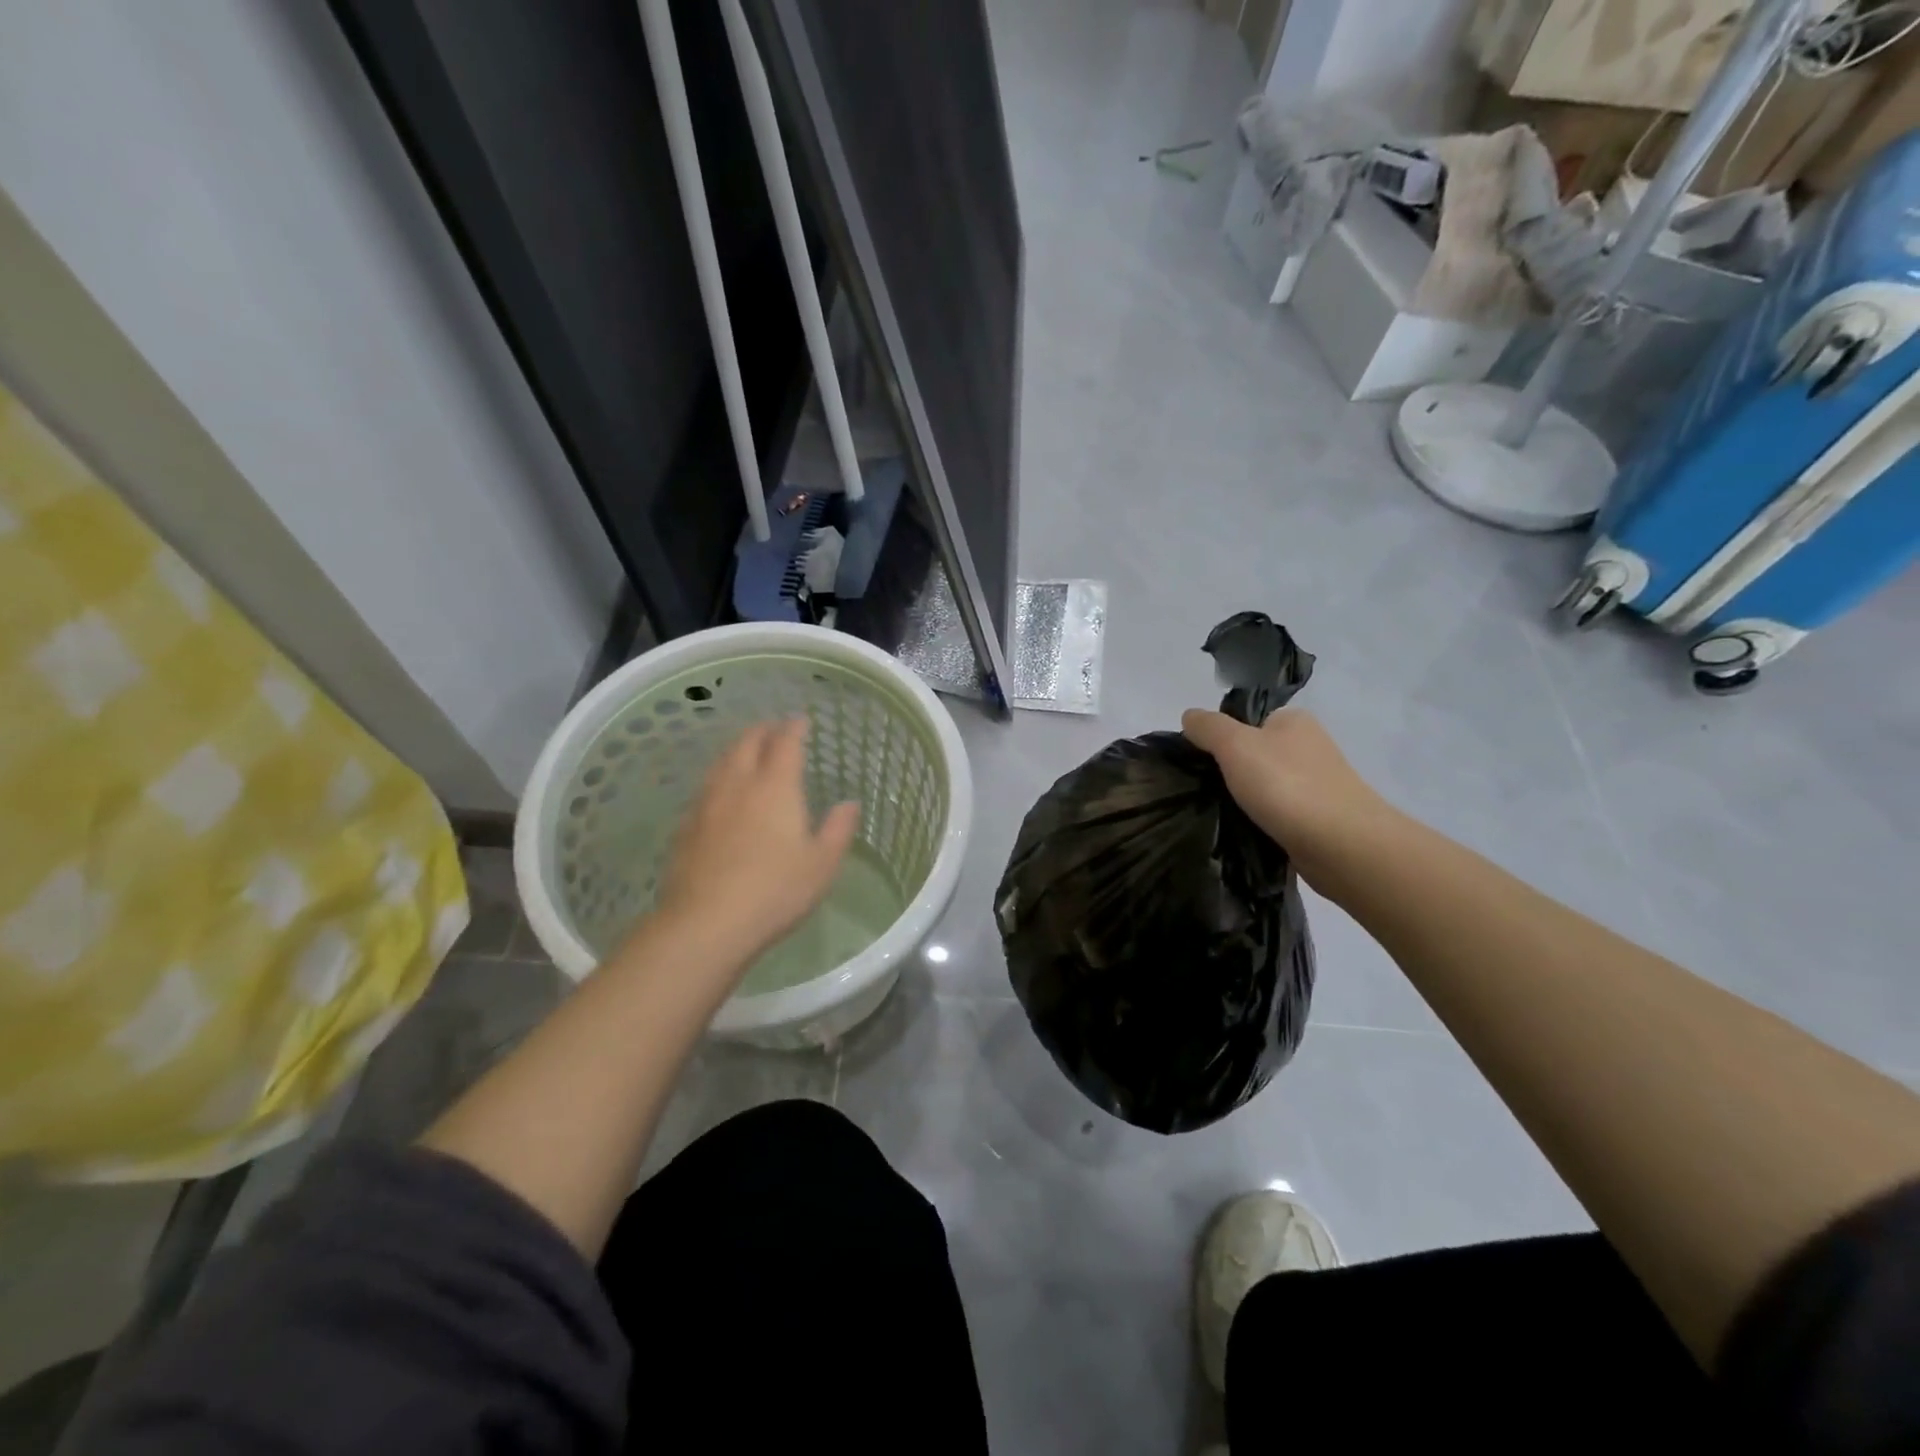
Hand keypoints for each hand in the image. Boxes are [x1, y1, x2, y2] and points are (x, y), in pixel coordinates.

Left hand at [653, 718, 859, 965]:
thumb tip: (849, 803)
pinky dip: (719, 777)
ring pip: (721, 762)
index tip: (801, 720)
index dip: (794, 727)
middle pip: (747, 743)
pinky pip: (705, 787)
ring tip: (748, 751)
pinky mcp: (686, 827)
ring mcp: (706, 804)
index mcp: (775, 787)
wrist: (705, 924)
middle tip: (774, 729)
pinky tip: (722, 793)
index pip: (785, 743)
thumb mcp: (822, 864)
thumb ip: (838, 829)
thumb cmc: (775, 891)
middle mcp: (738, 785)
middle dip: (763, 730)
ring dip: (737, 749)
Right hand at [1181, 707, 1394, 881]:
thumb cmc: (1286, 785)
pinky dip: (1262, 823)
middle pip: (1256, 755)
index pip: (1248, 722)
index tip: (1201, 763)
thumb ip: (1209, 727)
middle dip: (1232, 773)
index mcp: (1294, 721)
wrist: (1342, 845)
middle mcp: (1310, 747)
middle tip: (1206, 791)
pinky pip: (1279, 815)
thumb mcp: (1235, 745)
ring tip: (1221, 815)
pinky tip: (1246, 833)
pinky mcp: (1319, 820)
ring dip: (1246, 800)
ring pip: (1267, 787)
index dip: (1221, 739)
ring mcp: (1318, 785)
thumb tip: (1189, 716)